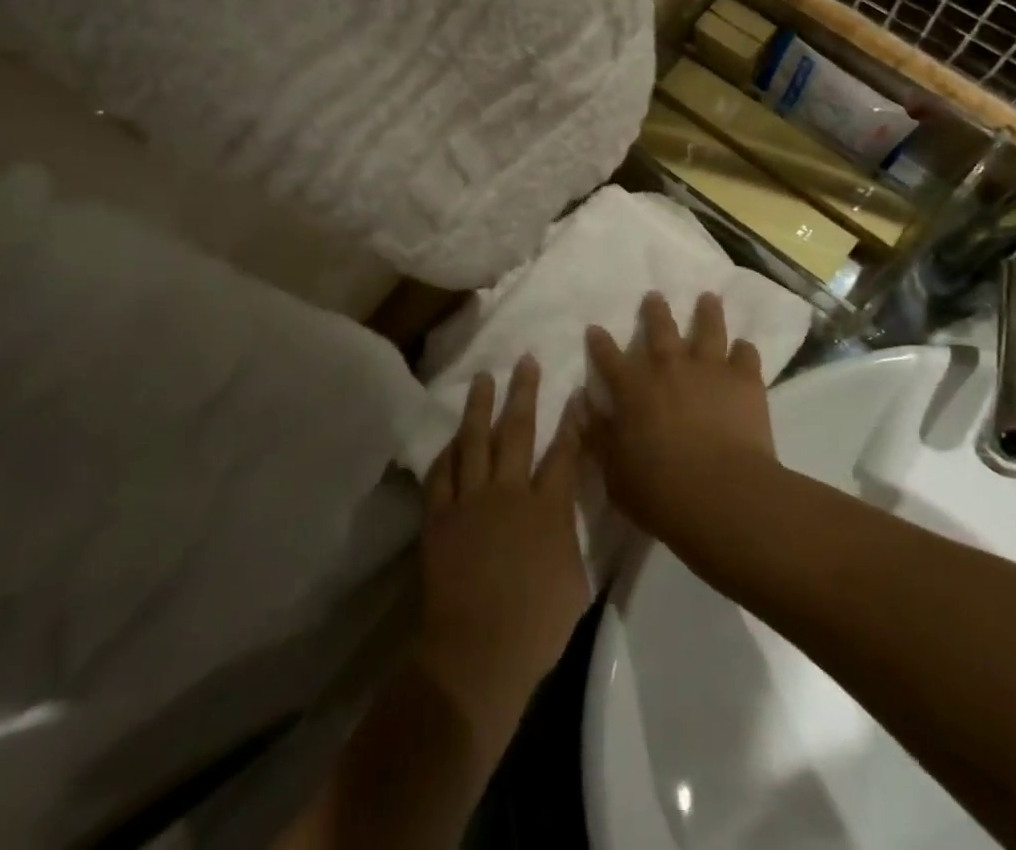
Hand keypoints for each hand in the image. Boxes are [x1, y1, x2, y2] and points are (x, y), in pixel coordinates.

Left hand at [415, 360, 588, 751]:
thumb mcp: (575, 582)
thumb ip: (570, 538)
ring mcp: (470, 501)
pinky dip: (447, 452)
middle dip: (524, 393)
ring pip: (474, 441)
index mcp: (547, 508)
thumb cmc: (536, 627)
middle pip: (517, 431)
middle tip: (525, 361)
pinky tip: (451, 438)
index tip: (575, 393)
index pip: (564, 454)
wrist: (476, 654)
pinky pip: (441, 473)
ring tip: (483, 378)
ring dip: (480, 406)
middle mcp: (508, 492)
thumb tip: (565, 513)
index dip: (572, 422)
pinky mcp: (439, 516)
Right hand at [582, 292, 776, 550]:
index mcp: (632, 388)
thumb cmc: (659, 491)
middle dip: (655, 311)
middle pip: (660, 329)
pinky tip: (744, 346)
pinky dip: (744, 350)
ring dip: (707, 313)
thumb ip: (598, 433)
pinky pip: (746, 355)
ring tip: (708, 298)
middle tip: (655, 296)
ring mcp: (708, 369)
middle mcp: (668, 367)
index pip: (608, 358)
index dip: (599, 343)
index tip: (595, 328)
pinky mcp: (744, 380)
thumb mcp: (614, 470)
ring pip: (707, 329)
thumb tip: (583, 403)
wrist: (722, 494)